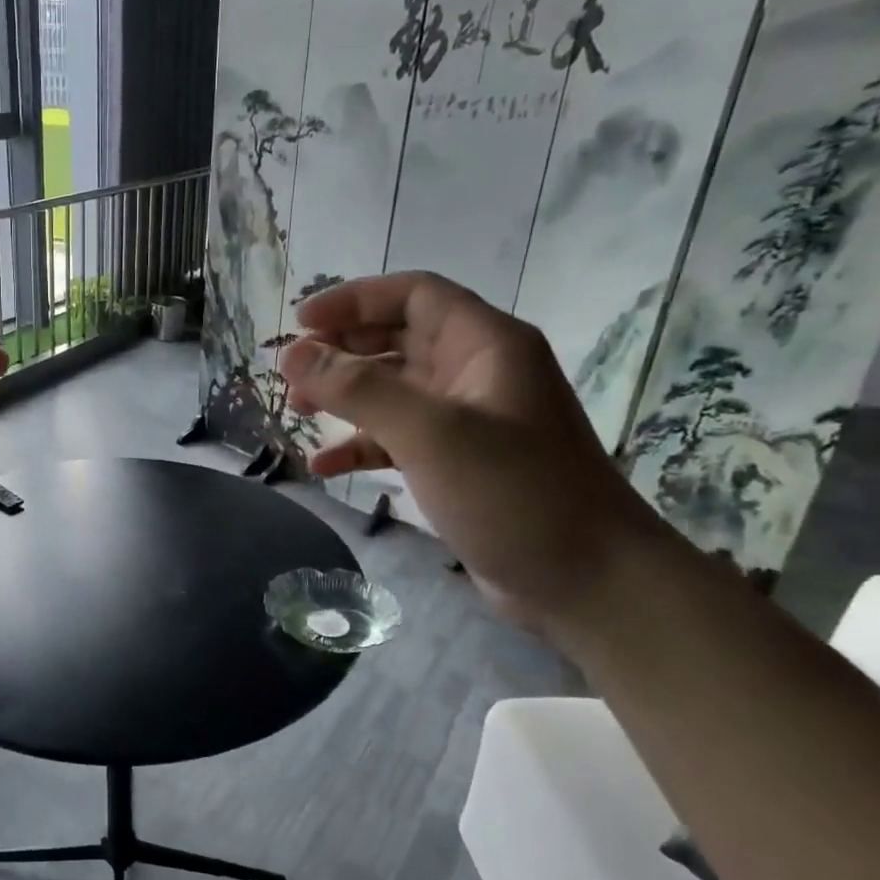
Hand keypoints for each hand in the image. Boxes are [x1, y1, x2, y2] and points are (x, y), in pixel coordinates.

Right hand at [280, 273, 660, 633]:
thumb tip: (291, 354)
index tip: (300, 324)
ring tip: (298, 411)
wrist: (588, 584)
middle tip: (290, 371)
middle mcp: (477, 373)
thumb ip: (357, 388)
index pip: (413, 295)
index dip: (354, 300)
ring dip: (345, 396)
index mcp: (485, 345)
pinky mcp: (458, 464)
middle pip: (398, 339)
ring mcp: (468, 421)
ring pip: (393, 390)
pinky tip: (325, 466)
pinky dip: (361, 446)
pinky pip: (398, 439)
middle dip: (342, 349)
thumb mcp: (429, 432)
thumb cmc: (513, 492)